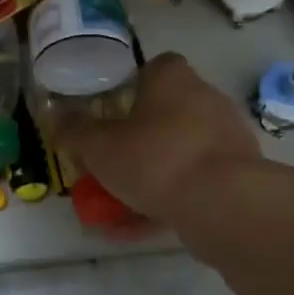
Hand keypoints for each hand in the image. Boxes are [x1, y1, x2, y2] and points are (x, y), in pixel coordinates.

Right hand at [56, 53, 258, 226]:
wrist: (223, 203)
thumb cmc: (155, 159)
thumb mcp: (100, 147)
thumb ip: (75, 132)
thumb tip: (55, 116)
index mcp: (173, 79)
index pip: (154, 67)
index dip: (131, 85)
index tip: (111, 110)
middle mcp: (205, 98)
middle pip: (167, 110)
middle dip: (140, 134)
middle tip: (111, 159)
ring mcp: (227, 136)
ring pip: (180, 150)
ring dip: (154, 170)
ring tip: (120, 201)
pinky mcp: (239, 173)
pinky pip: (195, 181)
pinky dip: (169, 198)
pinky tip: (139, 227)